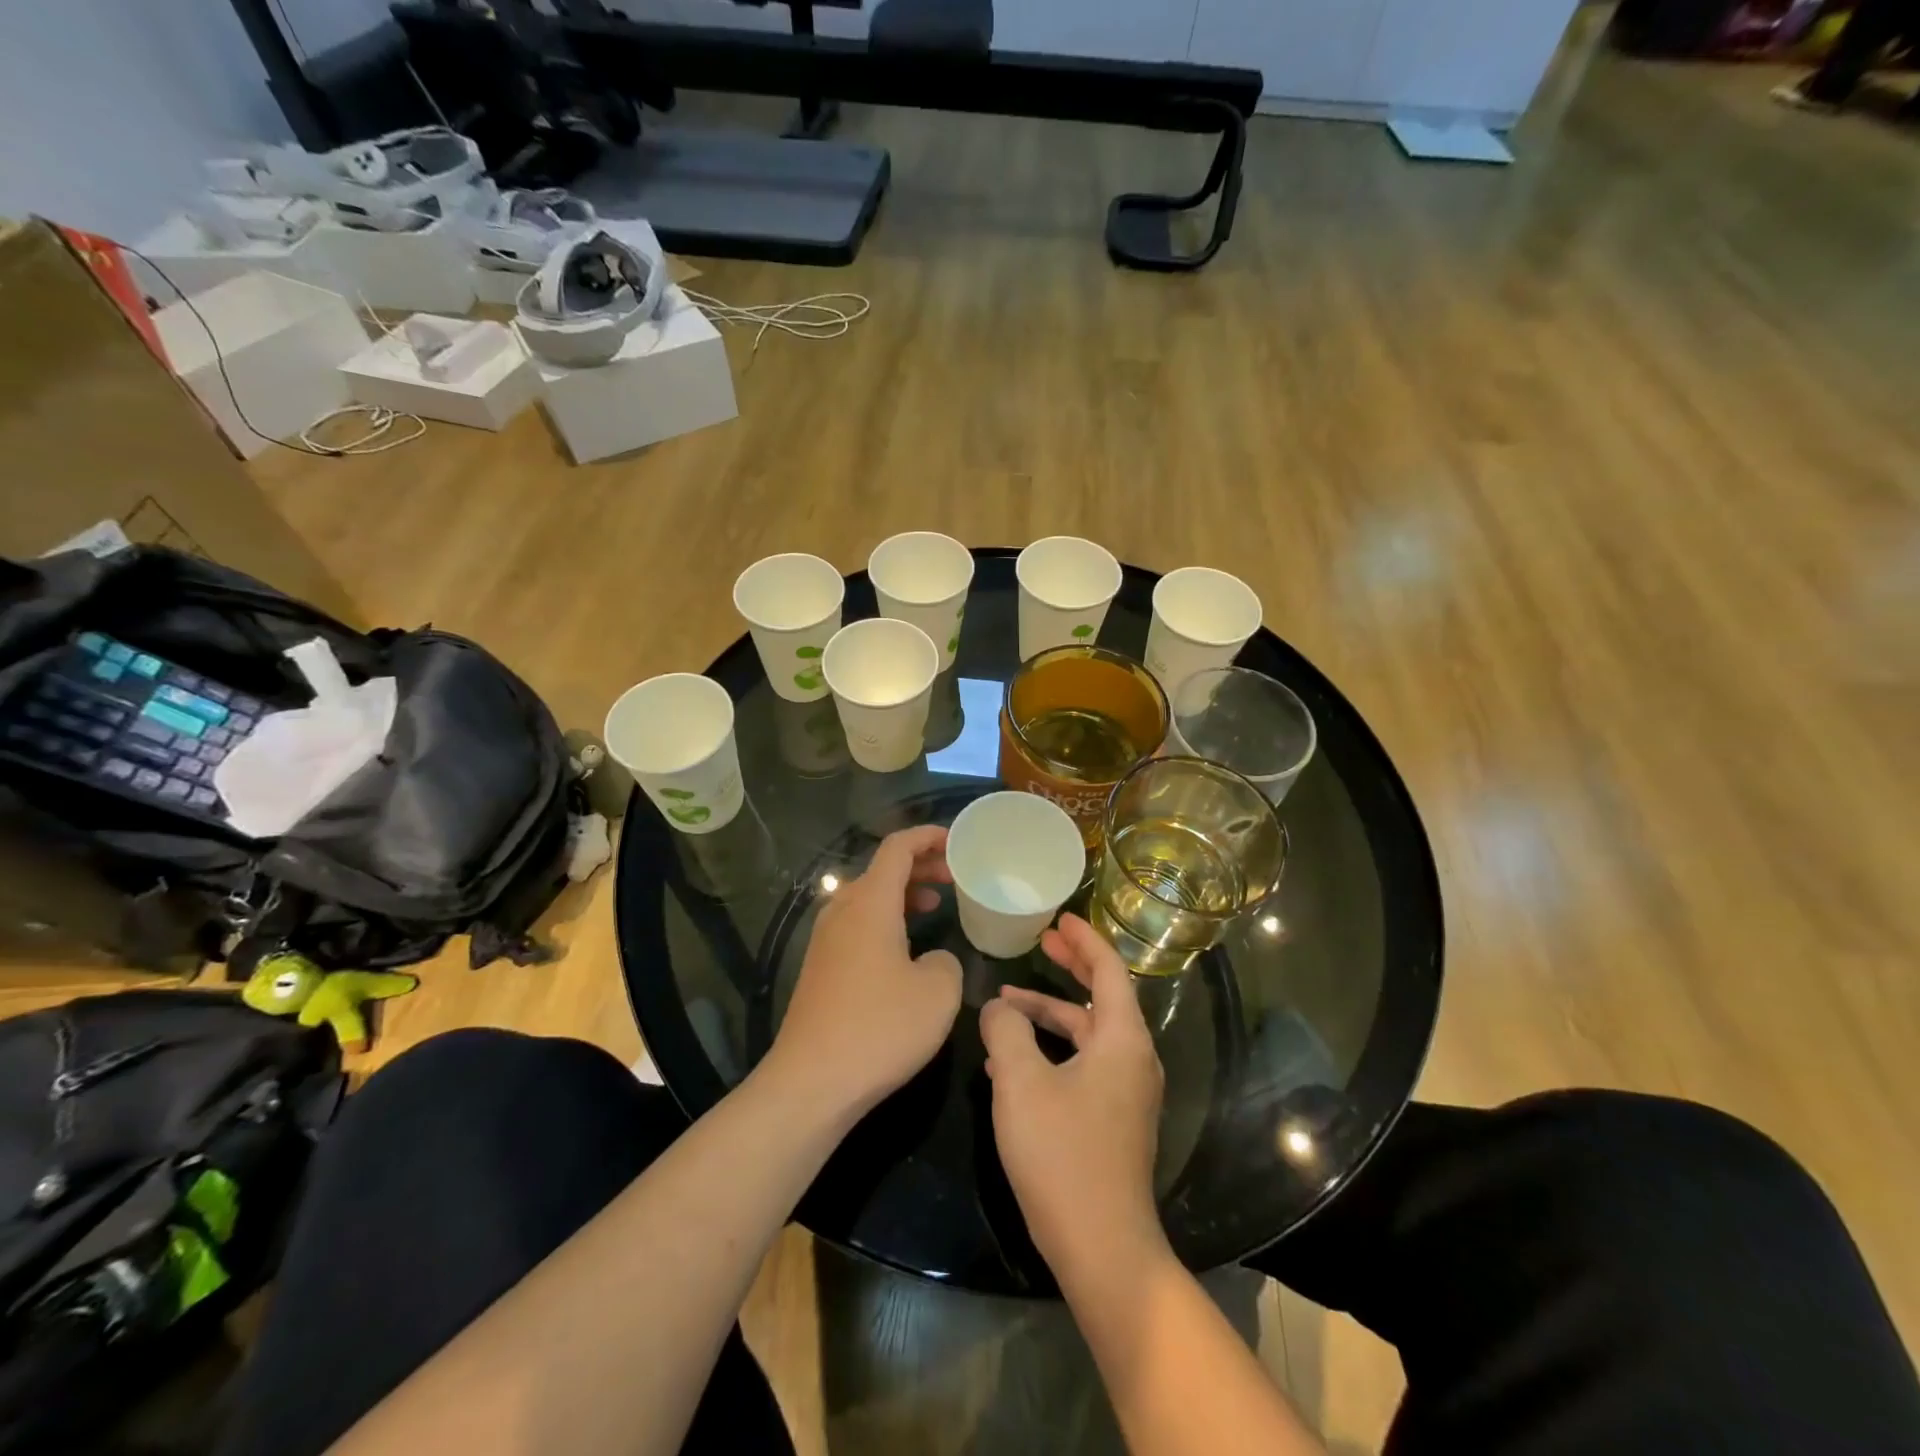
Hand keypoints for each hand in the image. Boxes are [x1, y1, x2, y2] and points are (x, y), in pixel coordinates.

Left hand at [767, 825, 963, 1124]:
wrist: (811, 1082)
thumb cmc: (881, 1027)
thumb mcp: (938, 991)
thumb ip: (946, 961)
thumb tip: (932, 960)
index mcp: (870, 902)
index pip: (897, 847)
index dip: (928, 836)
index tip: (957, 841)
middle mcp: (842, 910)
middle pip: (881, 869)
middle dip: (920, 864)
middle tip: (954, 875)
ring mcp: (826, 939)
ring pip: (868, 897)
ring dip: (902, 892)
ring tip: (935, 902)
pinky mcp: (820, 967)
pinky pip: (857, 923)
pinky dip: (885, 918)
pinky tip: (904, 947)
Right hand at [979, 914, 1166, 1282]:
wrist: (1102, 1247)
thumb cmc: (1062, 1154)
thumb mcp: (1020, 1082)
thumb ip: (1006, 1031)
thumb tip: (998, 1007)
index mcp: (1122, 1039)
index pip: (1109, 970)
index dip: (1084, 940)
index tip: (1059, 918)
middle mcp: (1134, 1058)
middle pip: (1102, 996)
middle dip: (1071, 966)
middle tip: (1041, 942)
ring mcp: (1127, 1091)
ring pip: (1087, 1033)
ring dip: (1050, 1013)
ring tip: (1005, 1005)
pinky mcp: (1114, 1118)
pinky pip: (1085, 1062)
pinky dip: (1054, 1048)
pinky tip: (1014, 1057)